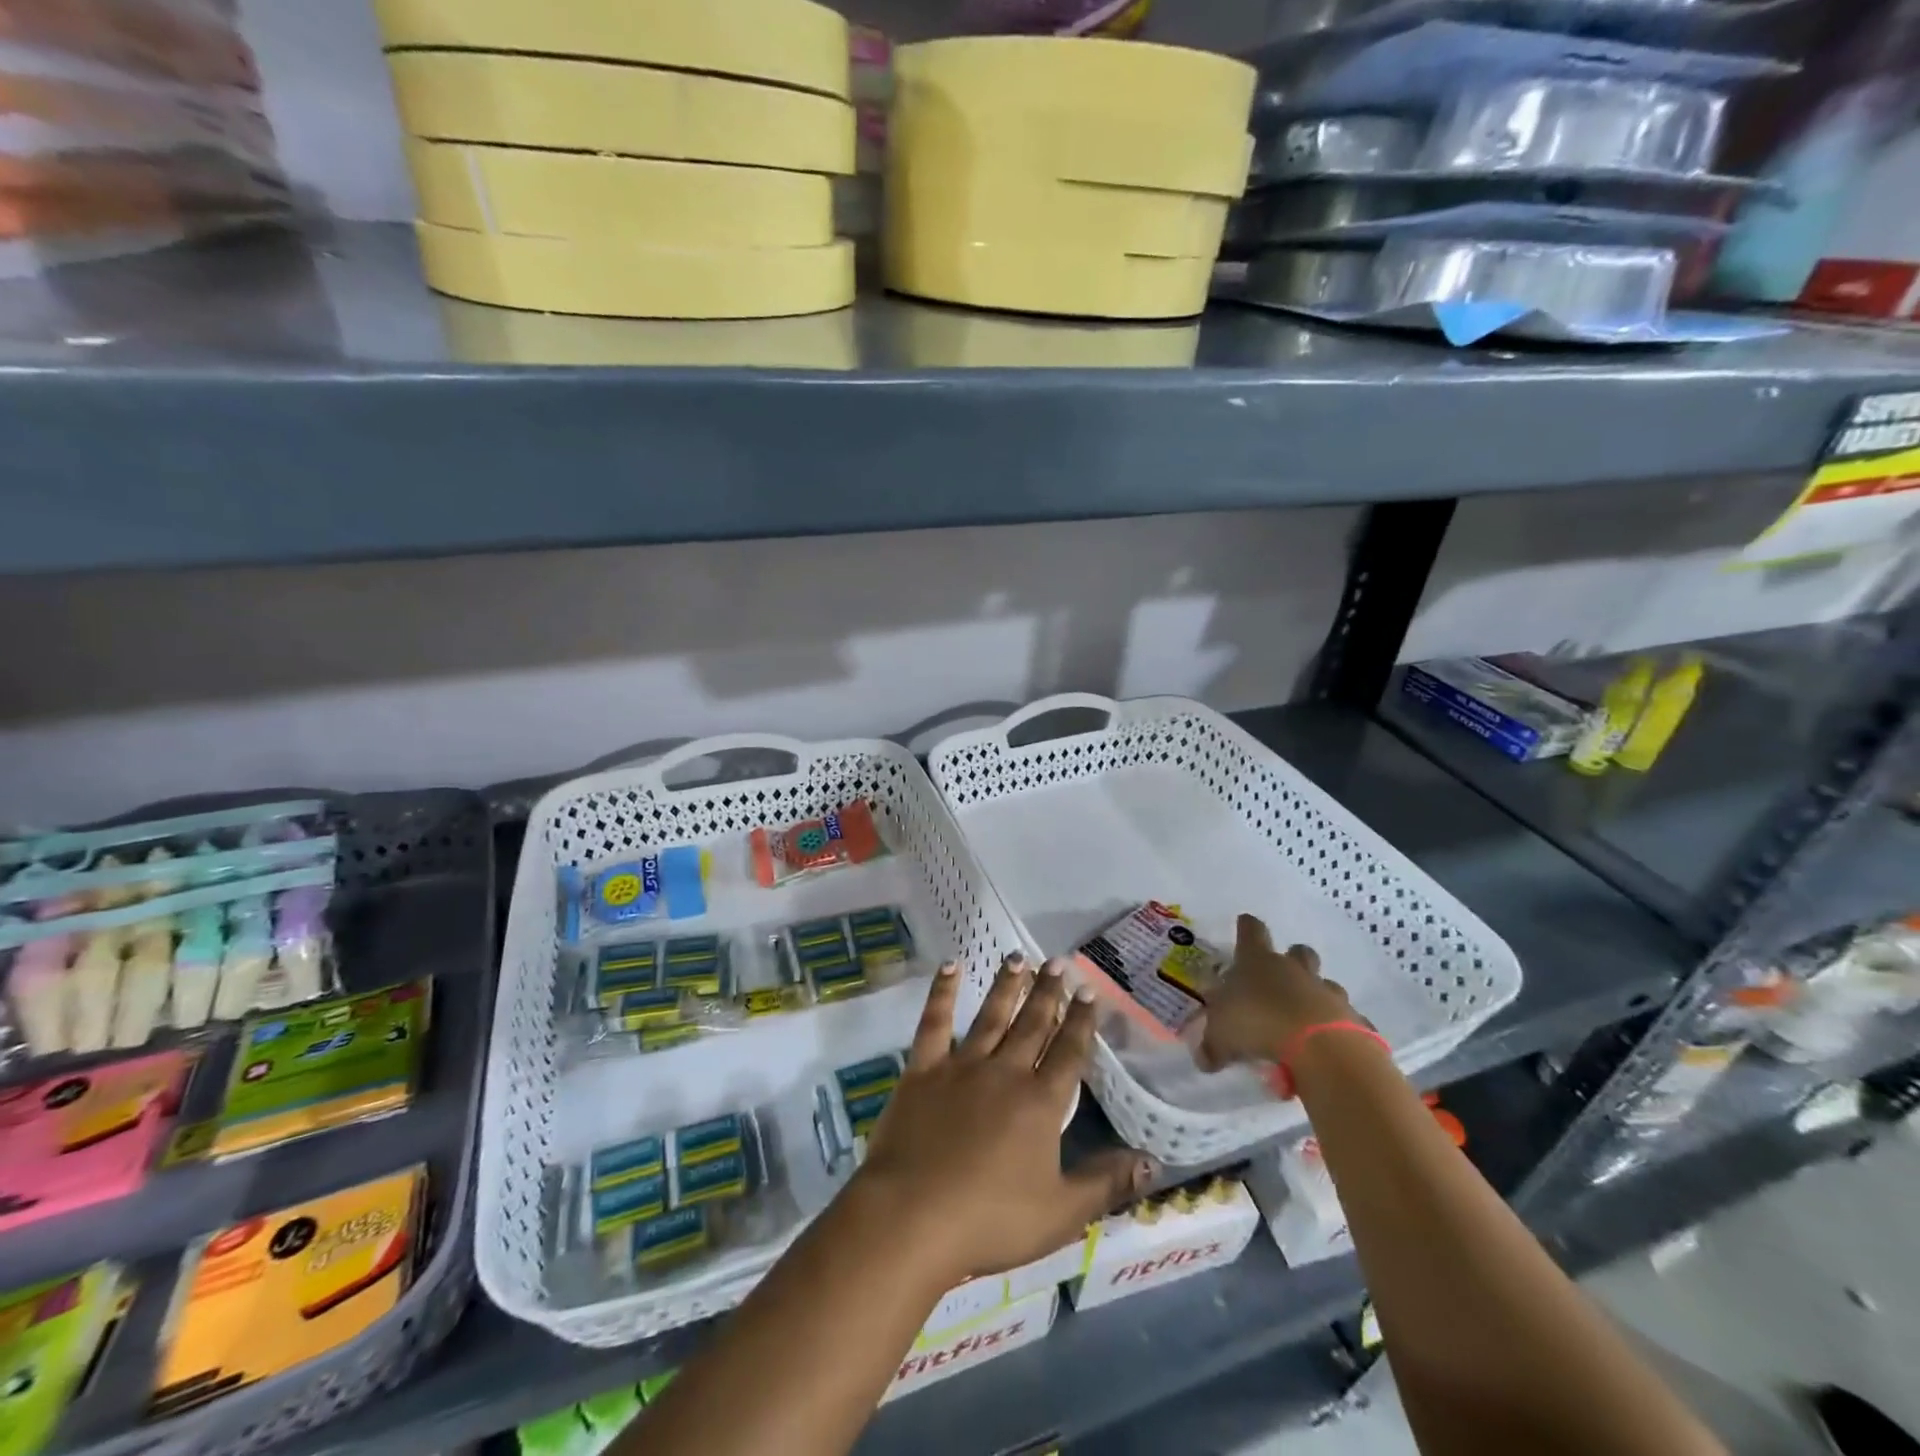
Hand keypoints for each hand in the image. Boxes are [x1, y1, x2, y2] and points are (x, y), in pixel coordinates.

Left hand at [853, 954, 1153, 1285]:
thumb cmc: (991, 1220)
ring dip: (1006, 986)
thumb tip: (1153, 1162)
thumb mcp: (1061, 1213)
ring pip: (990, 1016)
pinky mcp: (923, 1070)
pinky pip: (934, 1023)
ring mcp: (961, 1066)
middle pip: (1032, 1025)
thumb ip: (1106, 1184)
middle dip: (1048, 992)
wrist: (913, 1215)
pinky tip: (950, 967)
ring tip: (1018, 957)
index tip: (1089, 990)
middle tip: (1058, 961)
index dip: (1081, 1021)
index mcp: (1041, 1103)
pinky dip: (941, 993)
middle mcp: (1005, 1072)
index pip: (1068, 1053)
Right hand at [1195, 914, 1360, 1072]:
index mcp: (1258, 962)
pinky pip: (1348, 1020)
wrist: (1320, 1049)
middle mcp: (1294, 970)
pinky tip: (1330, 1047)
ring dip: (1317, 996)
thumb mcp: (1221, 1038)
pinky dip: (1340, 1030)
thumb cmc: (1259, 1026)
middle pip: (1298, 951)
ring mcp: (1327, 992)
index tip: (1244, 924)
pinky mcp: (1354, 1020)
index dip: (1247, 927)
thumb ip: (1212, 1046)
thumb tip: (1204, 1058)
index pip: (1251, 931)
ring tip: (1305, 1021)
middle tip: (1281, 979)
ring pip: (1326, 984)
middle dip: (1292, 959)